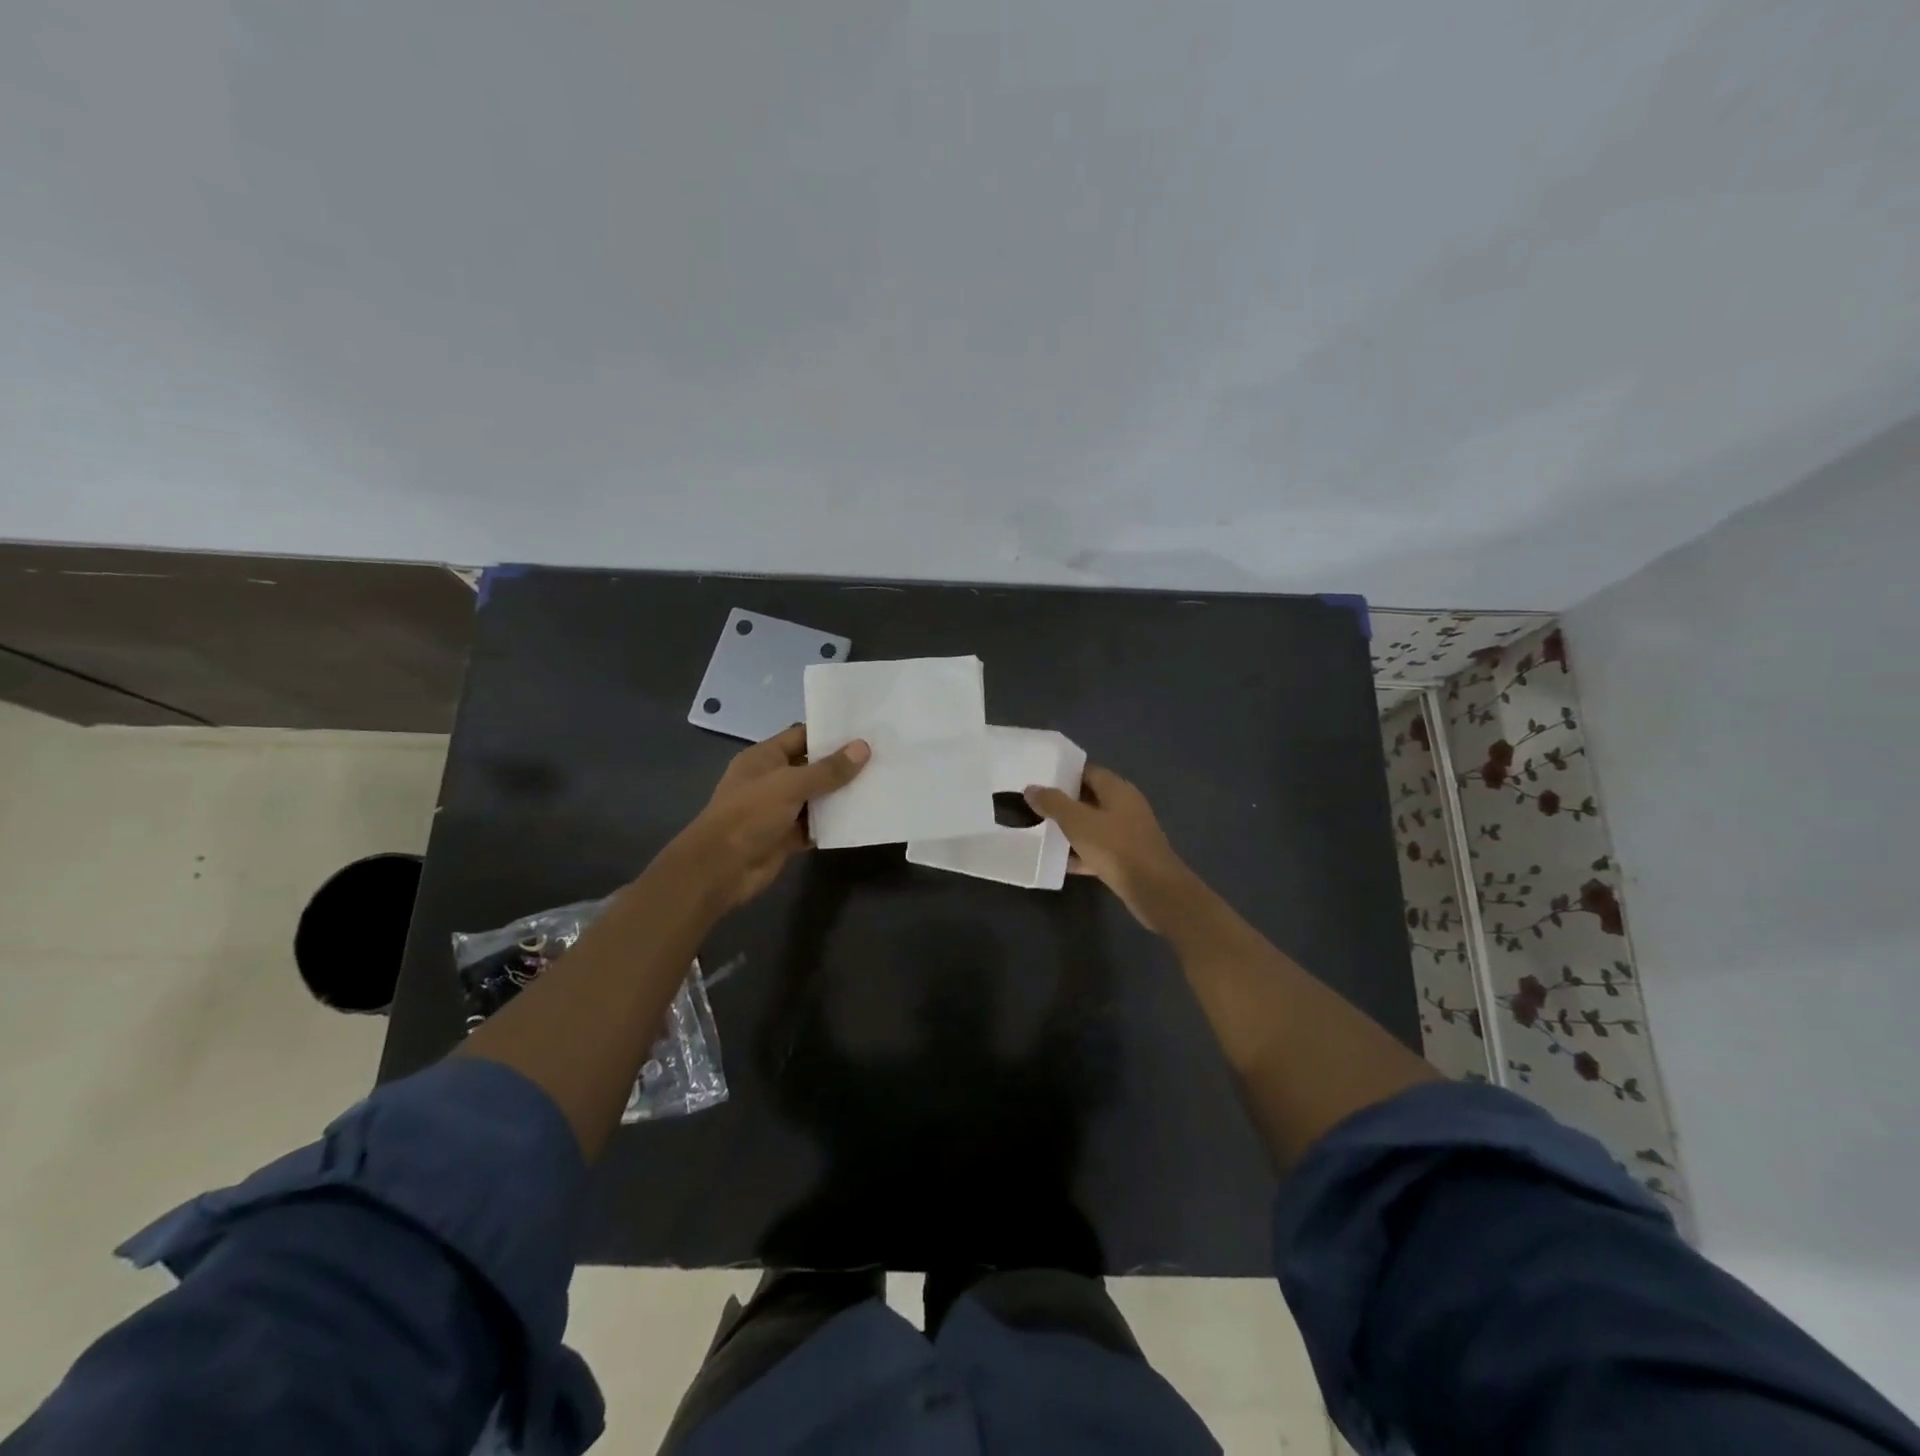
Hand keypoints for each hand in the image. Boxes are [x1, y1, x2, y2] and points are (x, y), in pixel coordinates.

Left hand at [664, 724, 868, 910]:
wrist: (721, 868)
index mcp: (764, 757)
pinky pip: (815, 825)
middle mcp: (772, 780)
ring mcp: (779, 810)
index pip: (801, 736)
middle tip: (880, 757)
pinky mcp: (787, 837)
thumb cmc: (750, 814)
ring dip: (841, 795)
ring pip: (816, 798)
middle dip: (842, 765)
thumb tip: (863, 747)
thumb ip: (828, 770)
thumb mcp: (790, 785)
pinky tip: (862, 817)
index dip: (830, 733)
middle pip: (812, 767)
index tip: (864, 731)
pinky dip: (834, 823)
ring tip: (879, 784)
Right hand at [1024, 766, 1198, 931]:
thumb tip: (1031, 788)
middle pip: (1090, 798)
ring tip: (1041, 832)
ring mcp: (1128, 833)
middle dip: (1064, 802)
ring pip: (1093, 825)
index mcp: (1117, 789)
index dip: (1064, 774)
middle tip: (1034, 806)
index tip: (1039, 779)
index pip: (1088, 771)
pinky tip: (1059, 862)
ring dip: (1071, 829)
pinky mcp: (1128, 858)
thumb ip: (1053, 803)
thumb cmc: (1115, 847)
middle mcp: (1125, 806)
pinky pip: (1099, 849)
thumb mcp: (1077, 821)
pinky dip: (1081, 853)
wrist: (1154, 890)